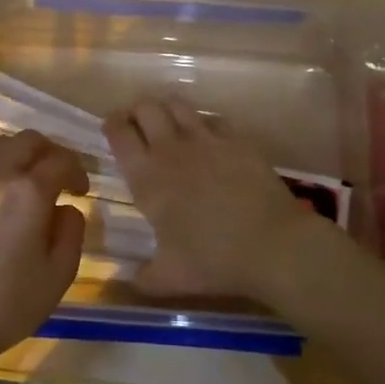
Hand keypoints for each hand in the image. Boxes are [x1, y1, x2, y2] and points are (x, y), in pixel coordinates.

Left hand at [0, 130, 88, 361]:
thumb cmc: (6, 304)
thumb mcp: (58, 275)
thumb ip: (71, 231)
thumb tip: (66, 207)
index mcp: (29, 192)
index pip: (61, 160)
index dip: (77, 170)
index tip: (80, 189)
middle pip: (27, 140)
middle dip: (49, 152)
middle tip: (56, 176)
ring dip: (17, 156)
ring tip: (23, 182)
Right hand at [104, 96, 320, 303]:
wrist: (272, 245)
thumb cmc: (214, 261)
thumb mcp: (169, 279)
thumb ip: (142, 277)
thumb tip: (130, 279)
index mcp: (147, 178)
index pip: (119, 133)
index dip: (112, 125)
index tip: (113, 129)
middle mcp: (171, 149)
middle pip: (146, 107)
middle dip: (138, 111)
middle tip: (140, 126)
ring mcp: (206, 139)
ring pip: (178, 104)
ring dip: (168, 109)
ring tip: (170, 124)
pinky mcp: (237, 139)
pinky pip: (213, 118)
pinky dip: (205, 123)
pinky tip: (209, 138)